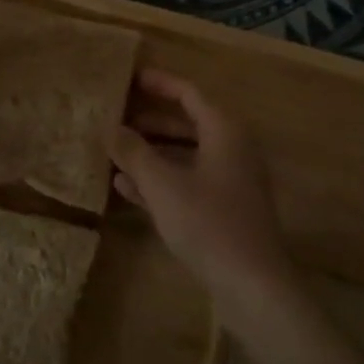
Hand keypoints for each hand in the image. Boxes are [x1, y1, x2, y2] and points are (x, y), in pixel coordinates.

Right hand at [110, 69, 296, 312]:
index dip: (160, 83)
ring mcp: (230, 181)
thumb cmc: (208, 223)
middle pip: (188, 123)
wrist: (252, 285)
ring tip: (114, 151)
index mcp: (224, 131)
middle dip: (151, 120)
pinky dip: (161, 180)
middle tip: (116, 117)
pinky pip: (188, 182)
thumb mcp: (163, 184)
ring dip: (152, 152)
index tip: (130, 78)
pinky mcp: (225, 210)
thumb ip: (134, 152)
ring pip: (186, 155)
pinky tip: (127, 188)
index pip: (190, 93)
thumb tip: (110, 128)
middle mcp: (232, 149)